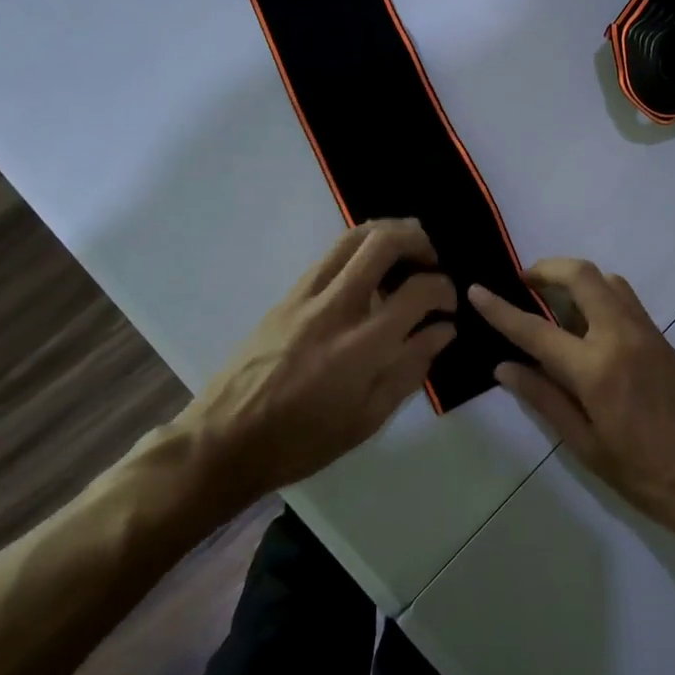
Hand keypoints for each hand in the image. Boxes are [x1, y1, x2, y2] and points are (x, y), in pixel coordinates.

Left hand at [176, 220, 456, 506]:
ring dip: (387, 233)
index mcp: (362, 346)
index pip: (418, 290)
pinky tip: (369, 271)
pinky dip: (359, 248)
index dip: (444, 289)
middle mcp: (336, 308)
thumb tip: (443, 330)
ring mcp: (306, 295)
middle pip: (383, 241)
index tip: (449, 304)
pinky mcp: (286, 295)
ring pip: (352, 236)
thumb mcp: (368, 418)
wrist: (225, 439)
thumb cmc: (303, 441)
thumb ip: (411, 368)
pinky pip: (330, 255)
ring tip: (405, 252)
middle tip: (432, 261)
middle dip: (418, 240)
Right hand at [469, 259, 674, 538]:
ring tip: (553, 303)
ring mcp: (647, 333)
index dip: (501, 309)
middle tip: (524, 284)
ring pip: (608, 280)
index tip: (476, 290)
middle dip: (547, 269)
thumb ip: (544, 399)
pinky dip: (599, 294)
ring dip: (576, 279)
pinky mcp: (663, 339)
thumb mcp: (585, 445)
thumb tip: (504, 368)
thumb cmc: (643, 474)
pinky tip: (587, 324)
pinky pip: (626, 298)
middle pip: (582, 275)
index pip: (536, 329)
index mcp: (596, 368)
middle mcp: (621, 336)